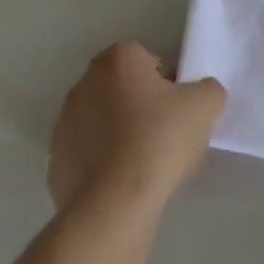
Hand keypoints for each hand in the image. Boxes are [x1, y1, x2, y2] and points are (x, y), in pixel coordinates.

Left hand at [47, 43, 225, 219]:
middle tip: (166, 137)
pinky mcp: (55, 161)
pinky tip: (122, 185)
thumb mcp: (205, 105)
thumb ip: (208, 90)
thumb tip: (202, 96)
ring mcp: (64, 122)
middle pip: (125, 89)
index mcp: (118, 59)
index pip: (151, 62)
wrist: (114, 205)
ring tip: (145, 166)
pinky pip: (88, 155)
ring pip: (104, 122)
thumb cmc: (159, 140)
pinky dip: (103, 164)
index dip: (170, 86)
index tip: (179, 112)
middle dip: (143, 108)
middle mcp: (85, 81)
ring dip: (121, 135)